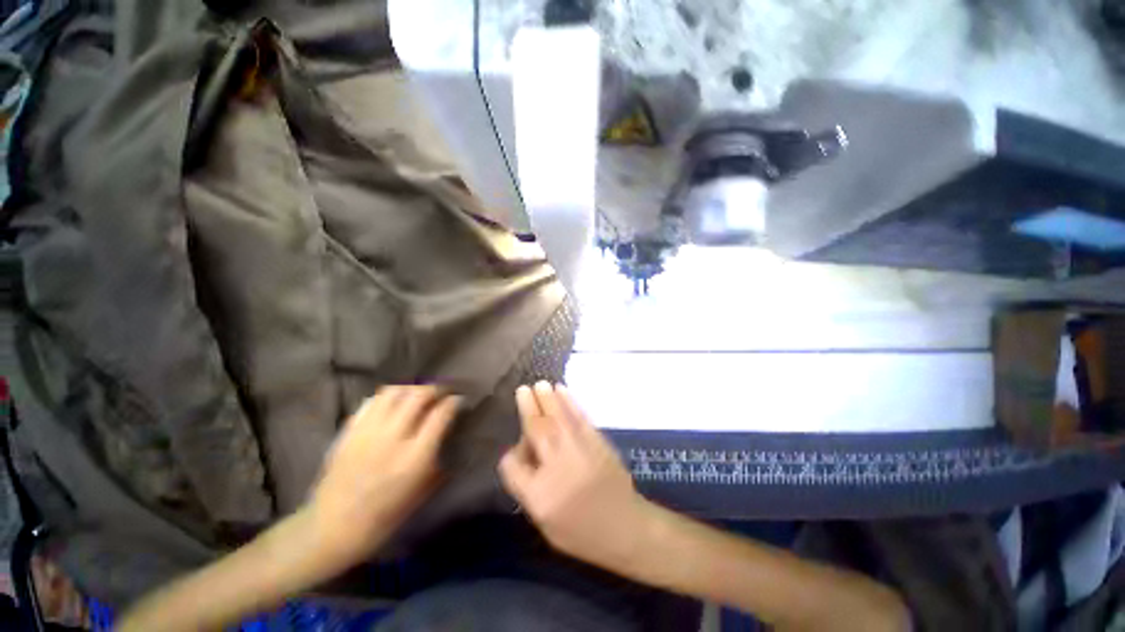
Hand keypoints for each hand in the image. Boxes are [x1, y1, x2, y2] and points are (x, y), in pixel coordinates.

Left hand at [309, 386, 460, 567]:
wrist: (333, 528)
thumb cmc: (385, 516)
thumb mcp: (423, 493)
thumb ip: (440, 461)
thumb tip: (452, 438)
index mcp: (415, 457)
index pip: (441, 414)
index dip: (454, 401)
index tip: (459, 400)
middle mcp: (393, 438)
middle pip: (419, 395)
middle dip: (435, 389)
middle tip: (441, 394)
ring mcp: (368, 432)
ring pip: (395, 392)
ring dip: (412, 389)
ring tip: (418, 395)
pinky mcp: (349, 431)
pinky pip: (372, 401)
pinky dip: (388, 397)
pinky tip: (393, 404)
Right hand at [499, 382, 652, 568]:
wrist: (625, 527)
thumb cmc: (582, 532)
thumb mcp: (546, 524)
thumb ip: (530, 489)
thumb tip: (527, 455)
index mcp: (539, 494)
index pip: (512, 465)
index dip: (510, 457)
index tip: (514, 453)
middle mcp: (555, 466)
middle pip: (535, 430)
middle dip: (528, 407)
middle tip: (523, 389)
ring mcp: (578, 449)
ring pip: (556, 417)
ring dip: (547, 398)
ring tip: (540, 384)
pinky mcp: (596, 440)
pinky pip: (578, 415)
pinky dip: (569, 401)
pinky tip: (562, 390)